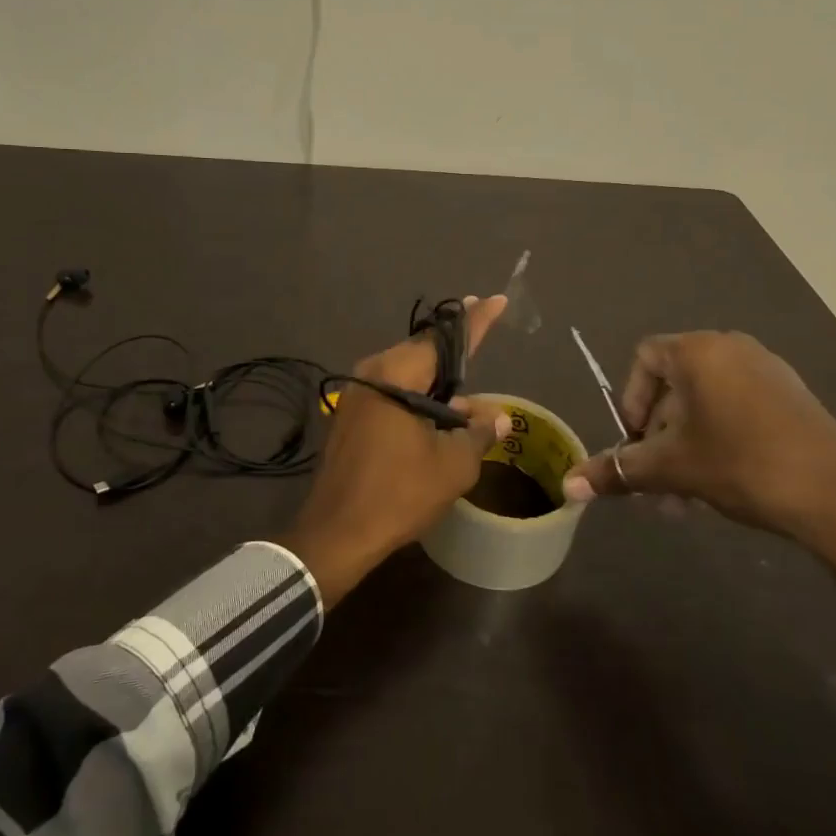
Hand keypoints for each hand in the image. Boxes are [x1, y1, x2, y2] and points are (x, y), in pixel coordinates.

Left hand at [279, 295, 511, 607]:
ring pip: (407, 375)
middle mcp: (372, 373)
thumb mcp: (452, 465)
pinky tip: (441, 414)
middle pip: (422, 352)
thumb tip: (498, 417)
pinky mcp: (351, 418)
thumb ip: (478, 433)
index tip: (494, 300)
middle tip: (482, 329)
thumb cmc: (398, 493)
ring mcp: (357, 396)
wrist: (336, 534)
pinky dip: (419, 397)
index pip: (444, 339)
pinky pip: (393, 393)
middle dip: (454, 349)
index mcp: (396, 374)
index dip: (474, 321)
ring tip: (469, 391)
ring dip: (438, 381)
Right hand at [561, 332, 835, 620]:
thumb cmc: (742, 466)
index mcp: (699, 351)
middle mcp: (732, 347)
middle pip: (675, 385)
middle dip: (659, 436)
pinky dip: (719, 439)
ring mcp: (768, 370)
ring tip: (687, 496)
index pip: (644, 357)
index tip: (637, 443)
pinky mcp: (792, 396)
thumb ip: (617, 470)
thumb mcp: (672, 468)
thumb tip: (567, 487)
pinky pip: (738, 408)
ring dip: (687, 445)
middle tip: (659, 480)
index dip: (631, 400)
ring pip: (706, 403)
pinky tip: (722, 485)